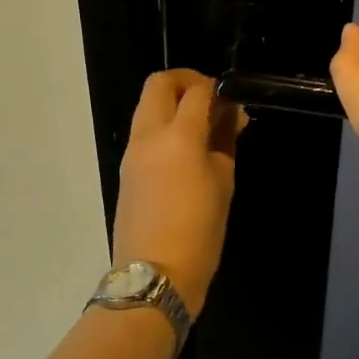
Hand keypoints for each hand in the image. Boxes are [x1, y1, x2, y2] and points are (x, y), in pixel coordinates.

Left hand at [112, 69, 245, 314]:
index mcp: (178, 136)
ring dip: (173, 103)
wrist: (153, 276)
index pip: (197, 91)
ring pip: (147, 105)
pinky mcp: (126, 168)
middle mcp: (149, 134)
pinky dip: (163, 125)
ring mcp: (133, 151)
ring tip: (202, 128)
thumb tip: (230, 116)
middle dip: (186, 82)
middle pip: (160, 84)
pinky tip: (186, 149)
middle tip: (211, 101)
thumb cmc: (199, 232)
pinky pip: (144, 130)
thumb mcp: (223, 184)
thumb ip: (225, 142)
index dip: (217, 88)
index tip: (232, 101)